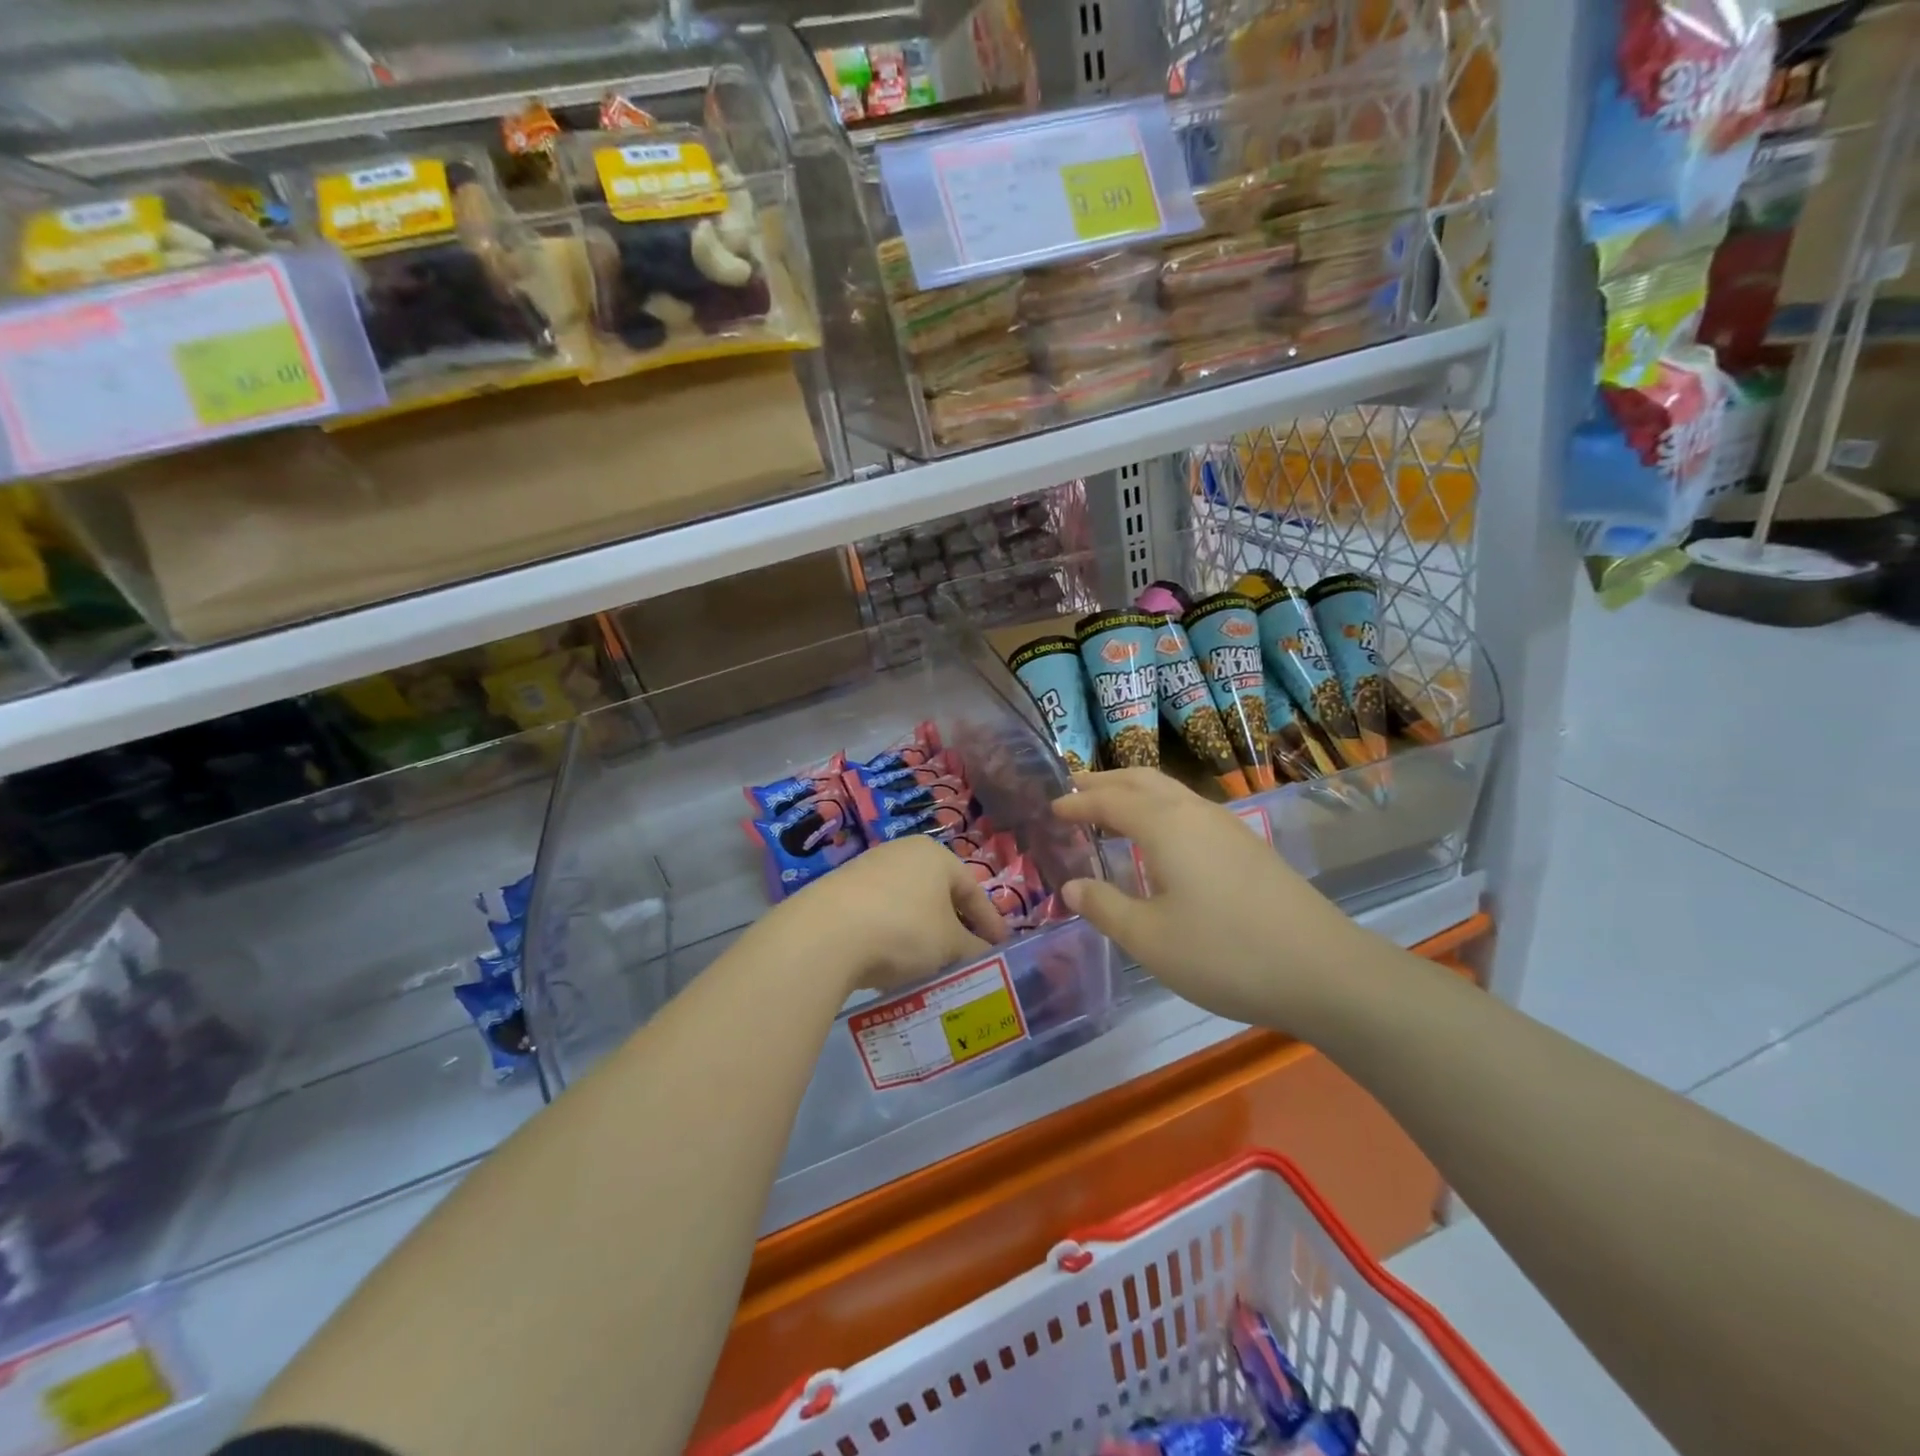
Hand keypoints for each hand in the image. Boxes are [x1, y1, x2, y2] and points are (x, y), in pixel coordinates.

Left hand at [768, 835, 1007, 995]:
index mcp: (935, 855)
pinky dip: (893, 937)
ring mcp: (868, 870)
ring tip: (930, 967)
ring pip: (909, 906)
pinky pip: (880, 915)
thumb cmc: (903, 929)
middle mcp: (902, 853)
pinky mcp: (840, 892)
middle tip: (967, 959)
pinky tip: (891, 964)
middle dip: (955, 928)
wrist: (824, 935)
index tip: (1001, 949)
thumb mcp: (949, 945)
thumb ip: (973, 949)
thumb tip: (985, 956)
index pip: (974, 888)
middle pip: (940, 894)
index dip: (991, 922)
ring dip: (923, 935)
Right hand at [1053, 770, 1366, 1029]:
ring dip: (1135, 792)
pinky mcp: (1248, 847)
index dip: (1077, 802)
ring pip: (1171, 792)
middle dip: (1105, 781)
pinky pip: (1190, 810)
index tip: (1052, 807)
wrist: (1323, 970)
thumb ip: (1105, 907)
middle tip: (1075, 789)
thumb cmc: (1224, 953)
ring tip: (1112, 809)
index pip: (1110, 801)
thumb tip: (1072, 886)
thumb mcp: (1149, 939)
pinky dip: (1160, 810)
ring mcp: (1228, 827)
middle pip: (1143, 779)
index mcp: (1166, 826)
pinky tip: (1161, 841)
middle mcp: (1196, 813)